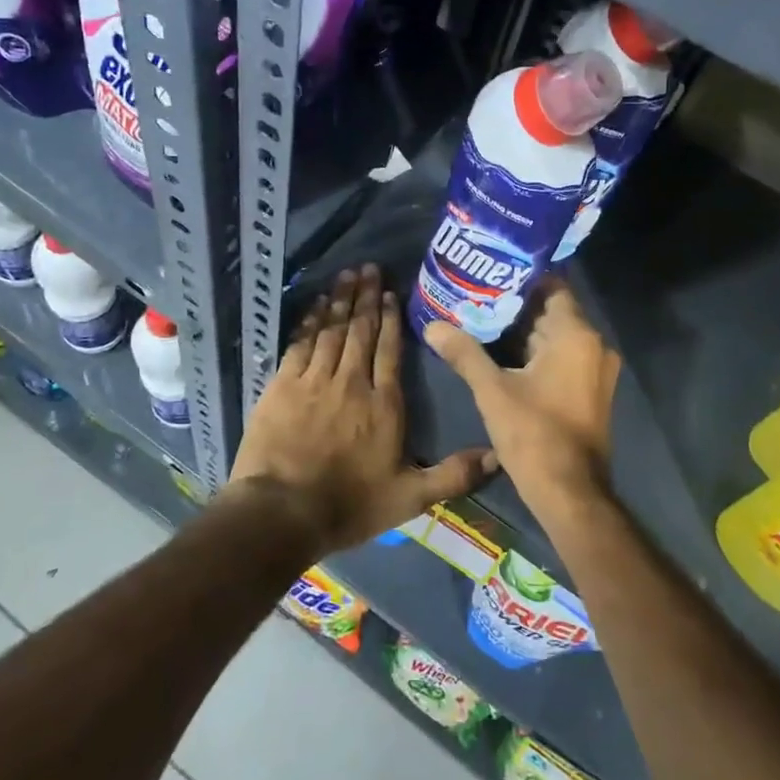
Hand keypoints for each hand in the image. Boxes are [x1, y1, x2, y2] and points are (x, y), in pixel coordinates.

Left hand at [229, 264, 493, 551]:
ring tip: (346, 275)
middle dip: (366, 298)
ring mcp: (314, 381)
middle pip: (360, 331)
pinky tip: (314, 306)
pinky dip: (309, 321)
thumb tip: (498, 455)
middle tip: (368, 268)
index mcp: (384, 404)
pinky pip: (300, 344)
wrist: (282, 512)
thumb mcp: (410, 498)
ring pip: (331, 331)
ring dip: (340, 301)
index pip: (390, 350)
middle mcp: (351, 383)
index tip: (391, 292)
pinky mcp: (282, 386)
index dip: (391, 319)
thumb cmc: (349, 505)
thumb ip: (453, 475)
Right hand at [424, 279, 619, 524]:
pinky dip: (537, 354)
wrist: (570, 493)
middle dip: (515, 307)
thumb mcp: (492, 391)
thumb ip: (464, 353)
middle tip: (477, 298)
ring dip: (524, 332)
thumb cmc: (534, 435)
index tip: (489, 275)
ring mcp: (596, 370)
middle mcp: (594, 345)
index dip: (521, 279)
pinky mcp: (592, 390)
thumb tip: (432, 326)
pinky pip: (564, 358)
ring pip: (557, 337)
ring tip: (482, 322)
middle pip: (553, 312)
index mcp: (576, 335)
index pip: (552, 286)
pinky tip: (503, 356)